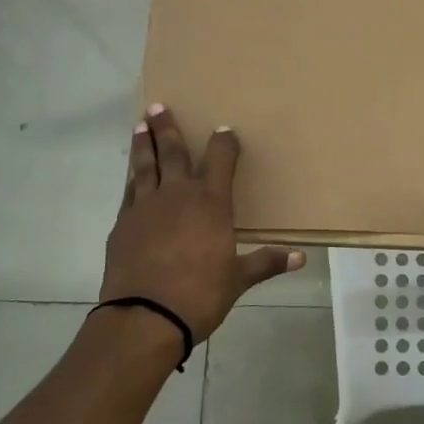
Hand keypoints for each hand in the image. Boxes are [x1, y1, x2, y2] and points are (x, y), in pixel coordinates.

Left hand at [101, 104, 301, 342]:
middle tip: (159, 107)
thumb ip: (266, 263)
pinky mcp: (123, 224)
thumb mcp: (238, 280)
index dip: (224, 142)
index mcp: (211, 203)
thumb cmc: (200, 295)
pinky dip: (131, 178)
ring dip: (144, 145)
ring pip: (145, 166)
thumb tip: (300, 258)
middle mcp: (177, 195)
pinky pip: (129, 192)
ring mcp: (145, 207)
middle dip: (168, 128)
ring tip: (141, 126)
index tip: (225, 130)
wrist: (144, 316)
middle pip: (173, 152)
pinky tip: (131, 175)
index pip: (221, 159)